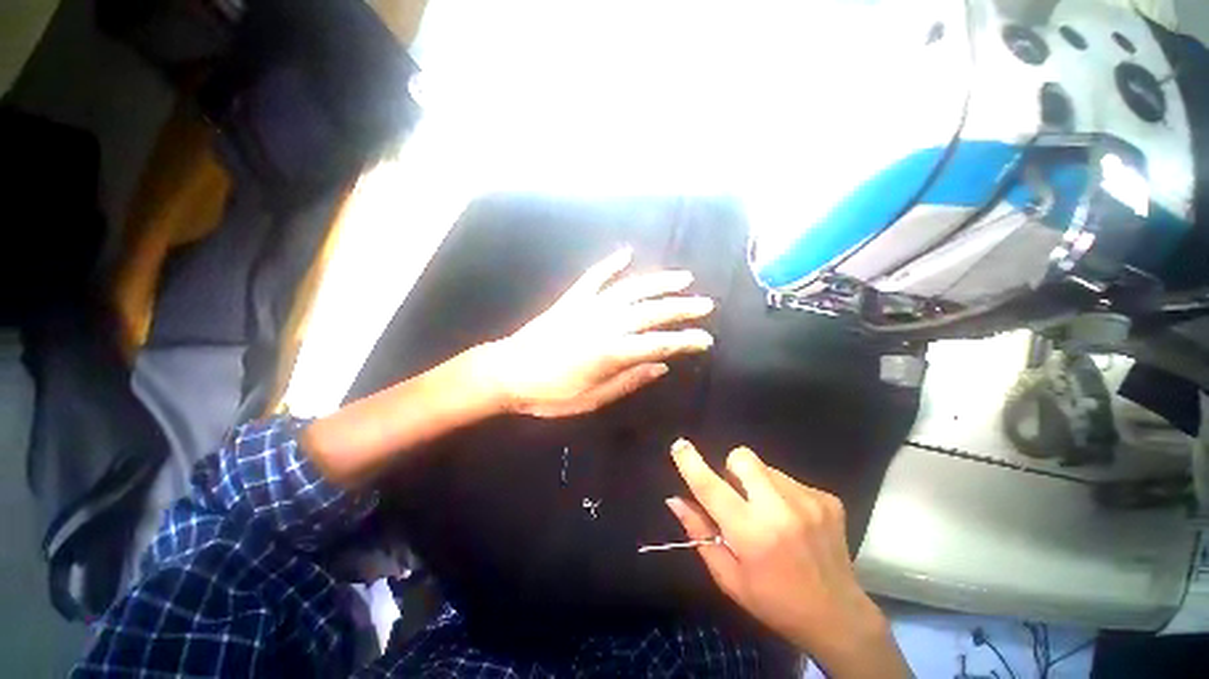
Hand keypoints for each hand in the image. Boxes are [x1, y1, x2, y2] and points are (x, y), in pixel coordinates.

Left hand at [487, 248, 714, 417]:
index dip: (685, 341)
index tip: (705, 340)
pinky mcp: (572, 299)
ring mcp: (588, 307)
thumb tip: (662, 365)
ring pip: (630, 289)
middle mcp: (604, 324)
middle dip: (681, 308)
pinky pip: (594, 277)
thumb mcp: (593, 399)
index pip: (658, 344)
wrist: (508, 373)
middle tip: (705, 304)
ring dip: (658, 282)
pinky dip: (610, 264)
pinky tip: (626, 253)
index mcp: (611, 352)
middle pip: (650, 312)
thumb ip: (629, 380)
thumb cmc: (550, 393)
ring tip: (682, 278)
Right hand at [667, 440, 910, 678]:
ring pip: (765, 468)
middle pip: (742, 458)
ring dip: (758, 484)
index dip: (691, 463)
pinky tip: (793, 522)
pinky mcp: (827, 499)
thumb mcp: (728, 577)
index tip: (679, 445)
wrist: (838, 616)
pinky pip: (788, 479)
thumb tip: (675, 499)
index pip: (711, 488)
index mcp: (752, 534)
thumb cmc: (773, 601)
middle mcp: (780, 510)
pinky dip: (781, 494)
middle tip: (738, 498)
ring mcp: (808, 501)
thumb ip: (699, 533)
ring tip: (769, 516)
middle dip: (731, 470)